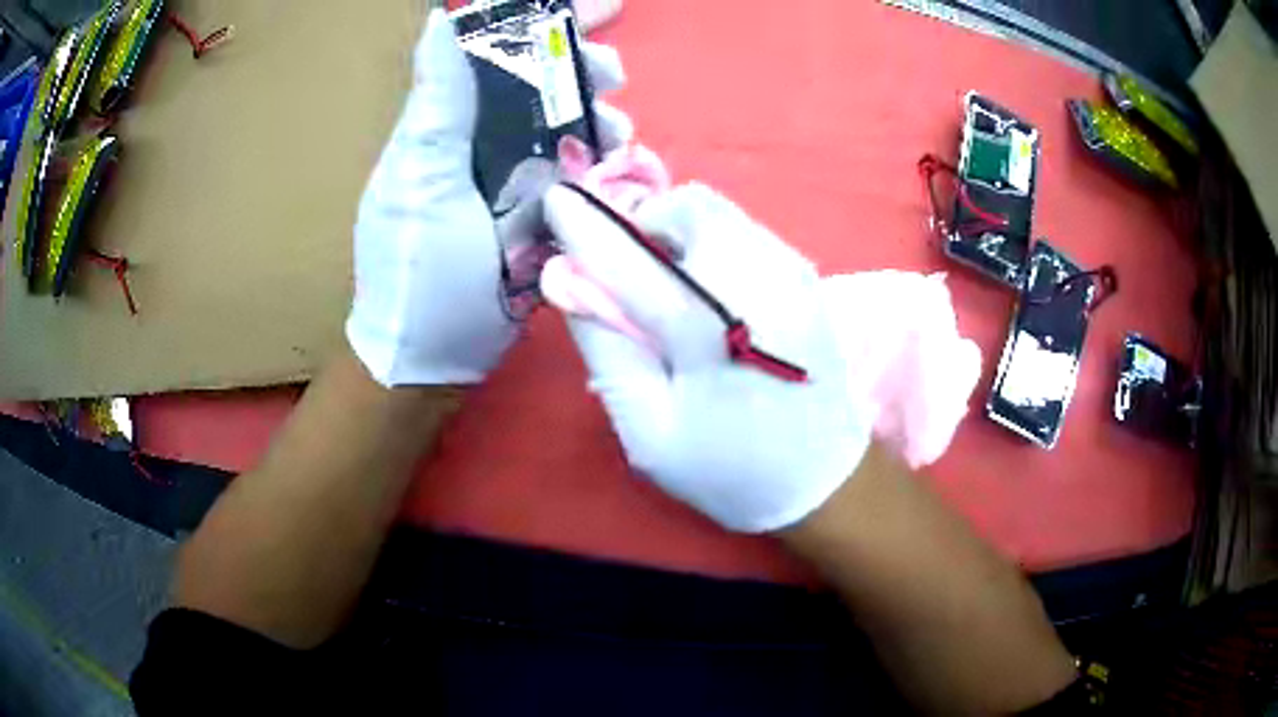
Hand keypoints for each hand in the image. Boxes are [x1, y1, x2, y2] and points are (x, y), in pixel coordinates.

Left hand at [346, 10, 630, 385]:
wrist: (435, 353)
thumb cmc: (417, 269)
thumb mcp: (421, 180)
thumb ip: (438, 103)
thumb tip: (442, 21)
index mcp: (450, 123)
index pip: (496, 50)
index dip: (544, 21)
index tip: (601, 7)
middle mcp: (484, 139)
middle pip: (543, 81)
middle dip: (583, 67)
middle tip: (612, 76)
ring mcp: (517, 175)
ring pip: (570, 124)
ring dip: (601, 116)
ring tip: (617, 133)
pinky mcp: (544, 212)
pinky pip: (584, 170)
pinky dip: (608, 161)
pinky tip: (624, 165)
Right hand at [543, 183, 874, 531]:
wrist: (825, 481)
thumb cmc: (729, 470)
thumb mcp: (648, 431)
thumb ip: (607, 348)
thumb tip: (567, 278)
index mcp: (712, 330)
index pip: (631, 257)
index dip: (586, 225)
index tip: (556, 202)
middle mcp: (760, 282)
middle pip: (689, 207)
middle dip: (645, 223)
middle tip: (630, 270)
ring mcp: (792, 273)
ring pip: (719, 213)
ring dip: (678, 232)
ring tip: (668, 285)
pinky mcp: (807, 276)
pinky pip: (745, 231)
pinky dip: (710, 243)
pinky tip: (709, 293)